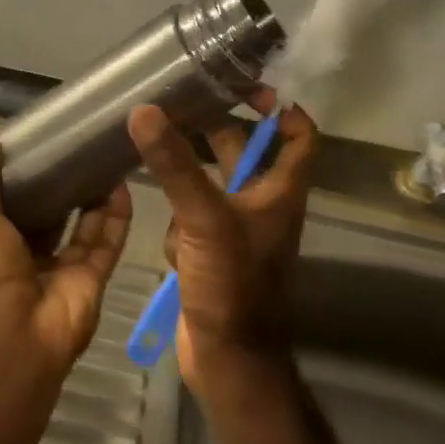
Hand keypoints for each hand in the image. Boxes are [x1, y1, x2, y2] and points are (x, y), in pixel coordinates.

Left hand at [0, 123, 132, 381]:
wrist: (19, 339)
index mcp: (0, 241)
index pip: (15, 203)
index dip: (27, 176)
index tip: (42, 143)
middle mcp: (33, 253)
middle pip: (54, 214)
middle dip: (66, 185)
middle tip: (82, 146)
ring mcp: (65, 267)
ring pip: (85, 226)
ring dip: (95, 197)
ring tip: (106, 158)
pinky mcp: (93, 277)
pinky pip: (107, 243)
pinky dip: (116, 218)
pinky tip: (122, 186)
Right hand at [127, 89, 318, 394]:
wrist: (227, 357)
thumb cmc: (232, 283)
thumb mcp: (204, 218)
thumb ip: (175, 165)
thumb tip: (144, 110)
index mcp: (280, 192)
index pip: (300, 138)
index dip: (284, 109)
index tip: (251, 86)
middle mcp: (263, 205)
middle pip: (245, 152)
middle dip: (216, 128)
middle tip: (180, 102)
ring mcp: (235, 230)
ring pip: (212, 184)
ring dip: (188, 171)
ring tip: (153, 145)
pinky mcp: (209, 252)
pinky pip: (191, 218)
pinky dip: (177, 217)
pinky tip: (164, 232)